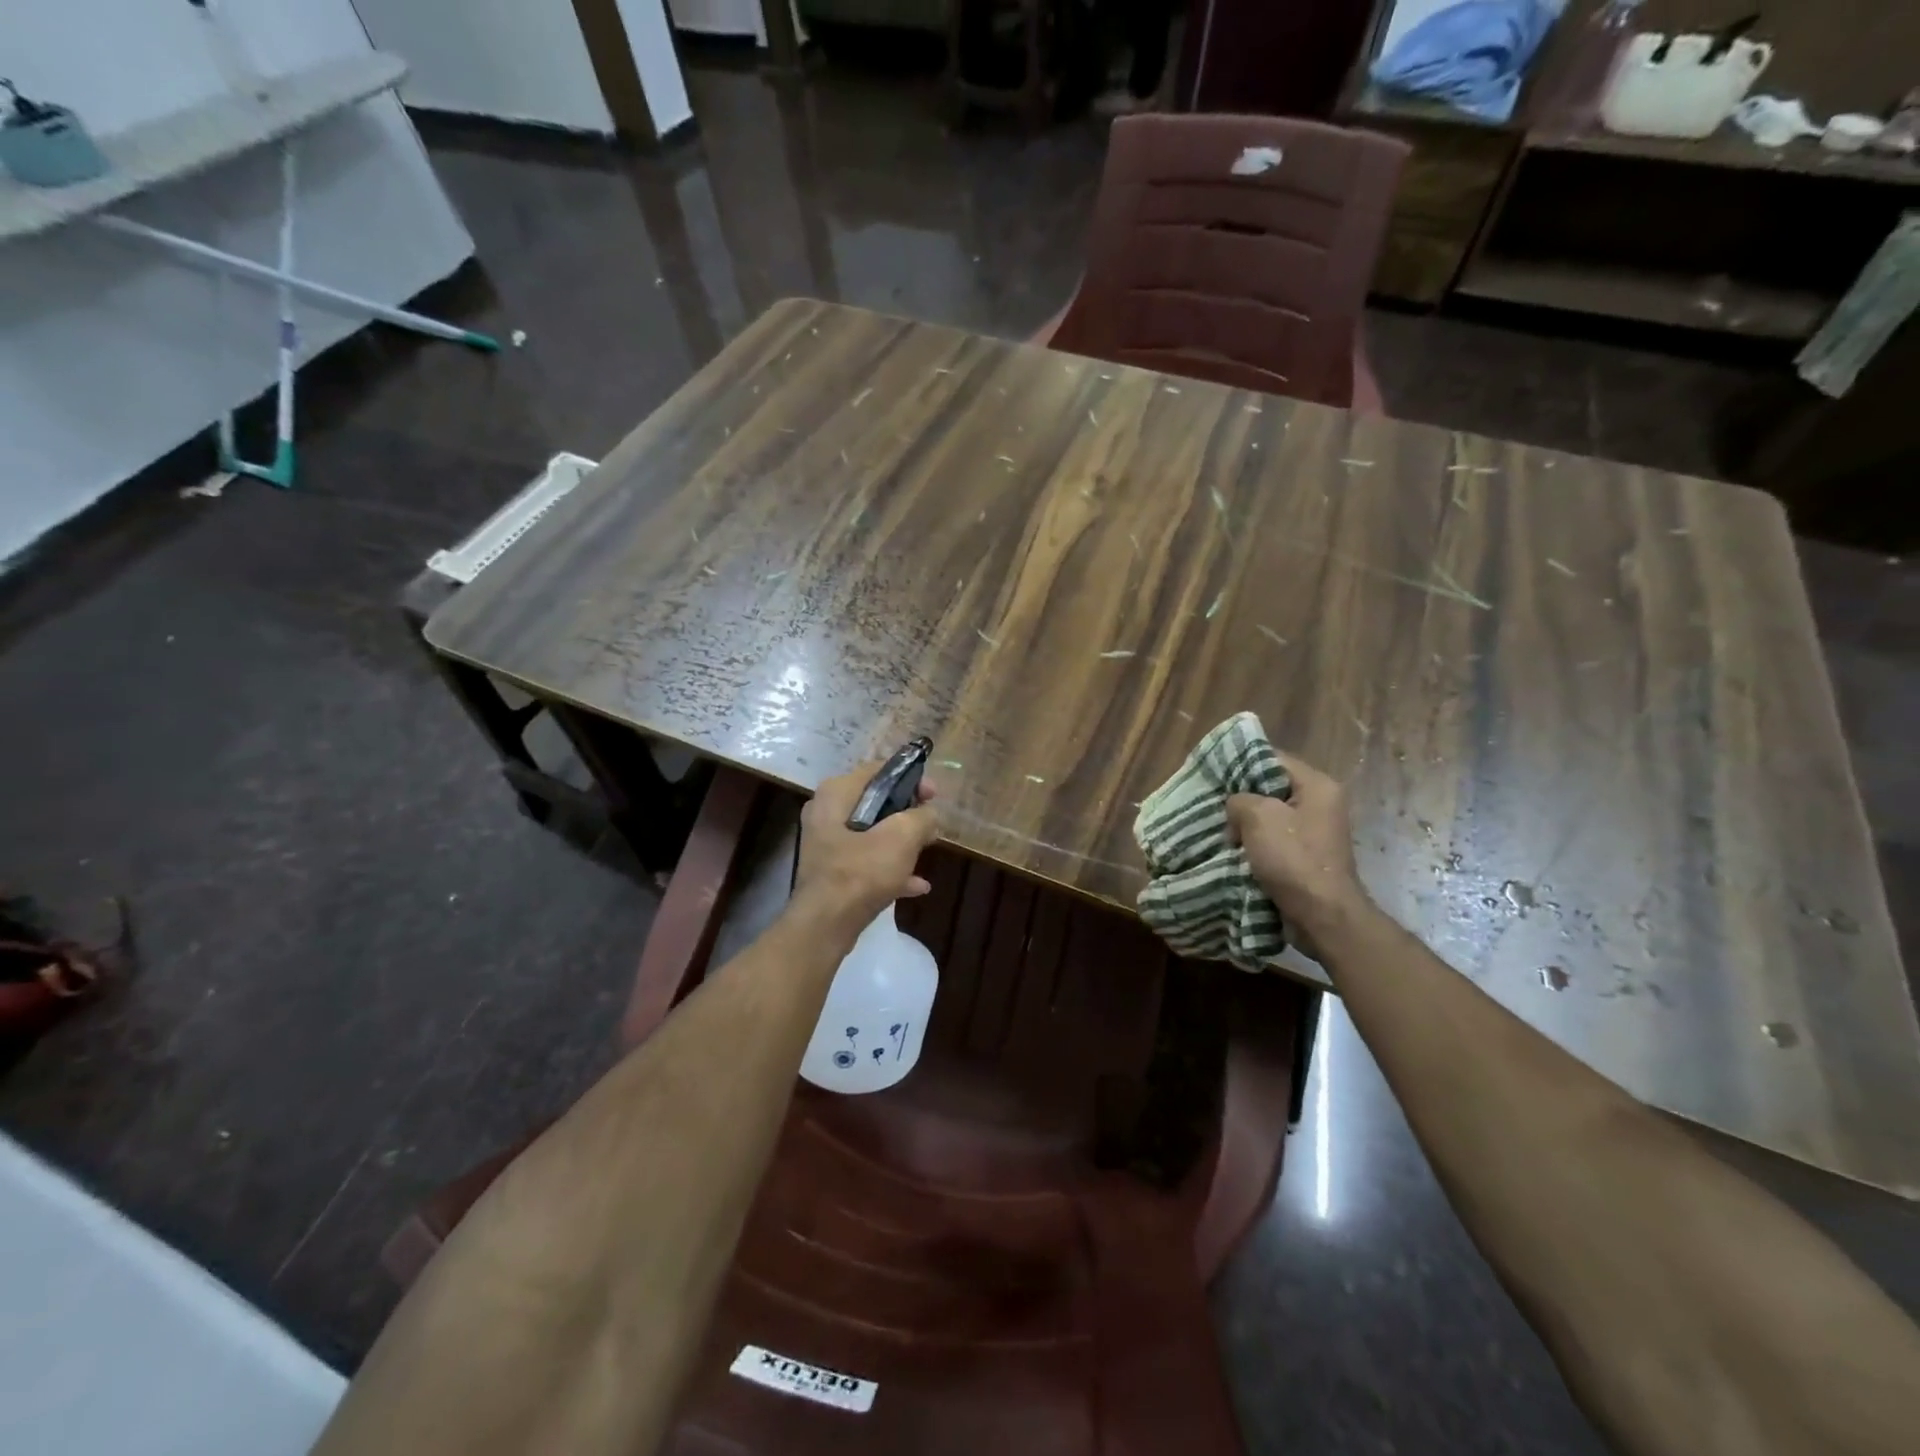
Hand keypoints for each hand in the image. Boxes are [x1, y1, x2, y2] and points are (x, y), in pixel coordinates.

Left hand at [793, 761, 940, 935]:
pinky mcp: (831, 872)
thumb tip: (929, 814)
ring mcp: (826, 844)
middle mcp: (825, 813)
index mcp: (836, 793)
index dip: (911, 778)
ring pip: (872, 833)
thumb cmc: (861, 872)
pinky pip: (866, 862)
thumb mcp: (902, 837)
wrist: (825, 925)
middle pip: (875, 802)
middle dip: (907, 814)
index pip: (878, 770)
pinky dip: (890, 868)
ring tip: (926, 851)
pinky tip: (917, 885)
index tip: (934, 795)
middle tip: (931, 825)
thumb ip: (921, 817)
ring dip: (901, 843)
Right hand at [1227, 751, 1368, 955]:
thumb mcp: (1258, 816)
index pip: (1274, 759)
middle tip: (1214, 805)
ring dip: (1246, 825)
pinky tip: (1234, 850)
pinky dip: (1255, 844)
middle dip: (1242, 798)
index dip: (1242, 764)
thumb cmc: (1293, 858)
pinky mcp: (1307, 857)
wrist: (1322, 914)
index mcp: (1318, 786)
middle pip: (1272, 788)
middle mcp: (1321, 804)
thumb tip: (1236, 806)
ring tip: (1220, 830)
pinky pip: (1275, 840)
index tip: (1214, 775)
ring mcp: (1315, 832)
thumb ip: (1239, 799)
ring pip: (1270, 817)